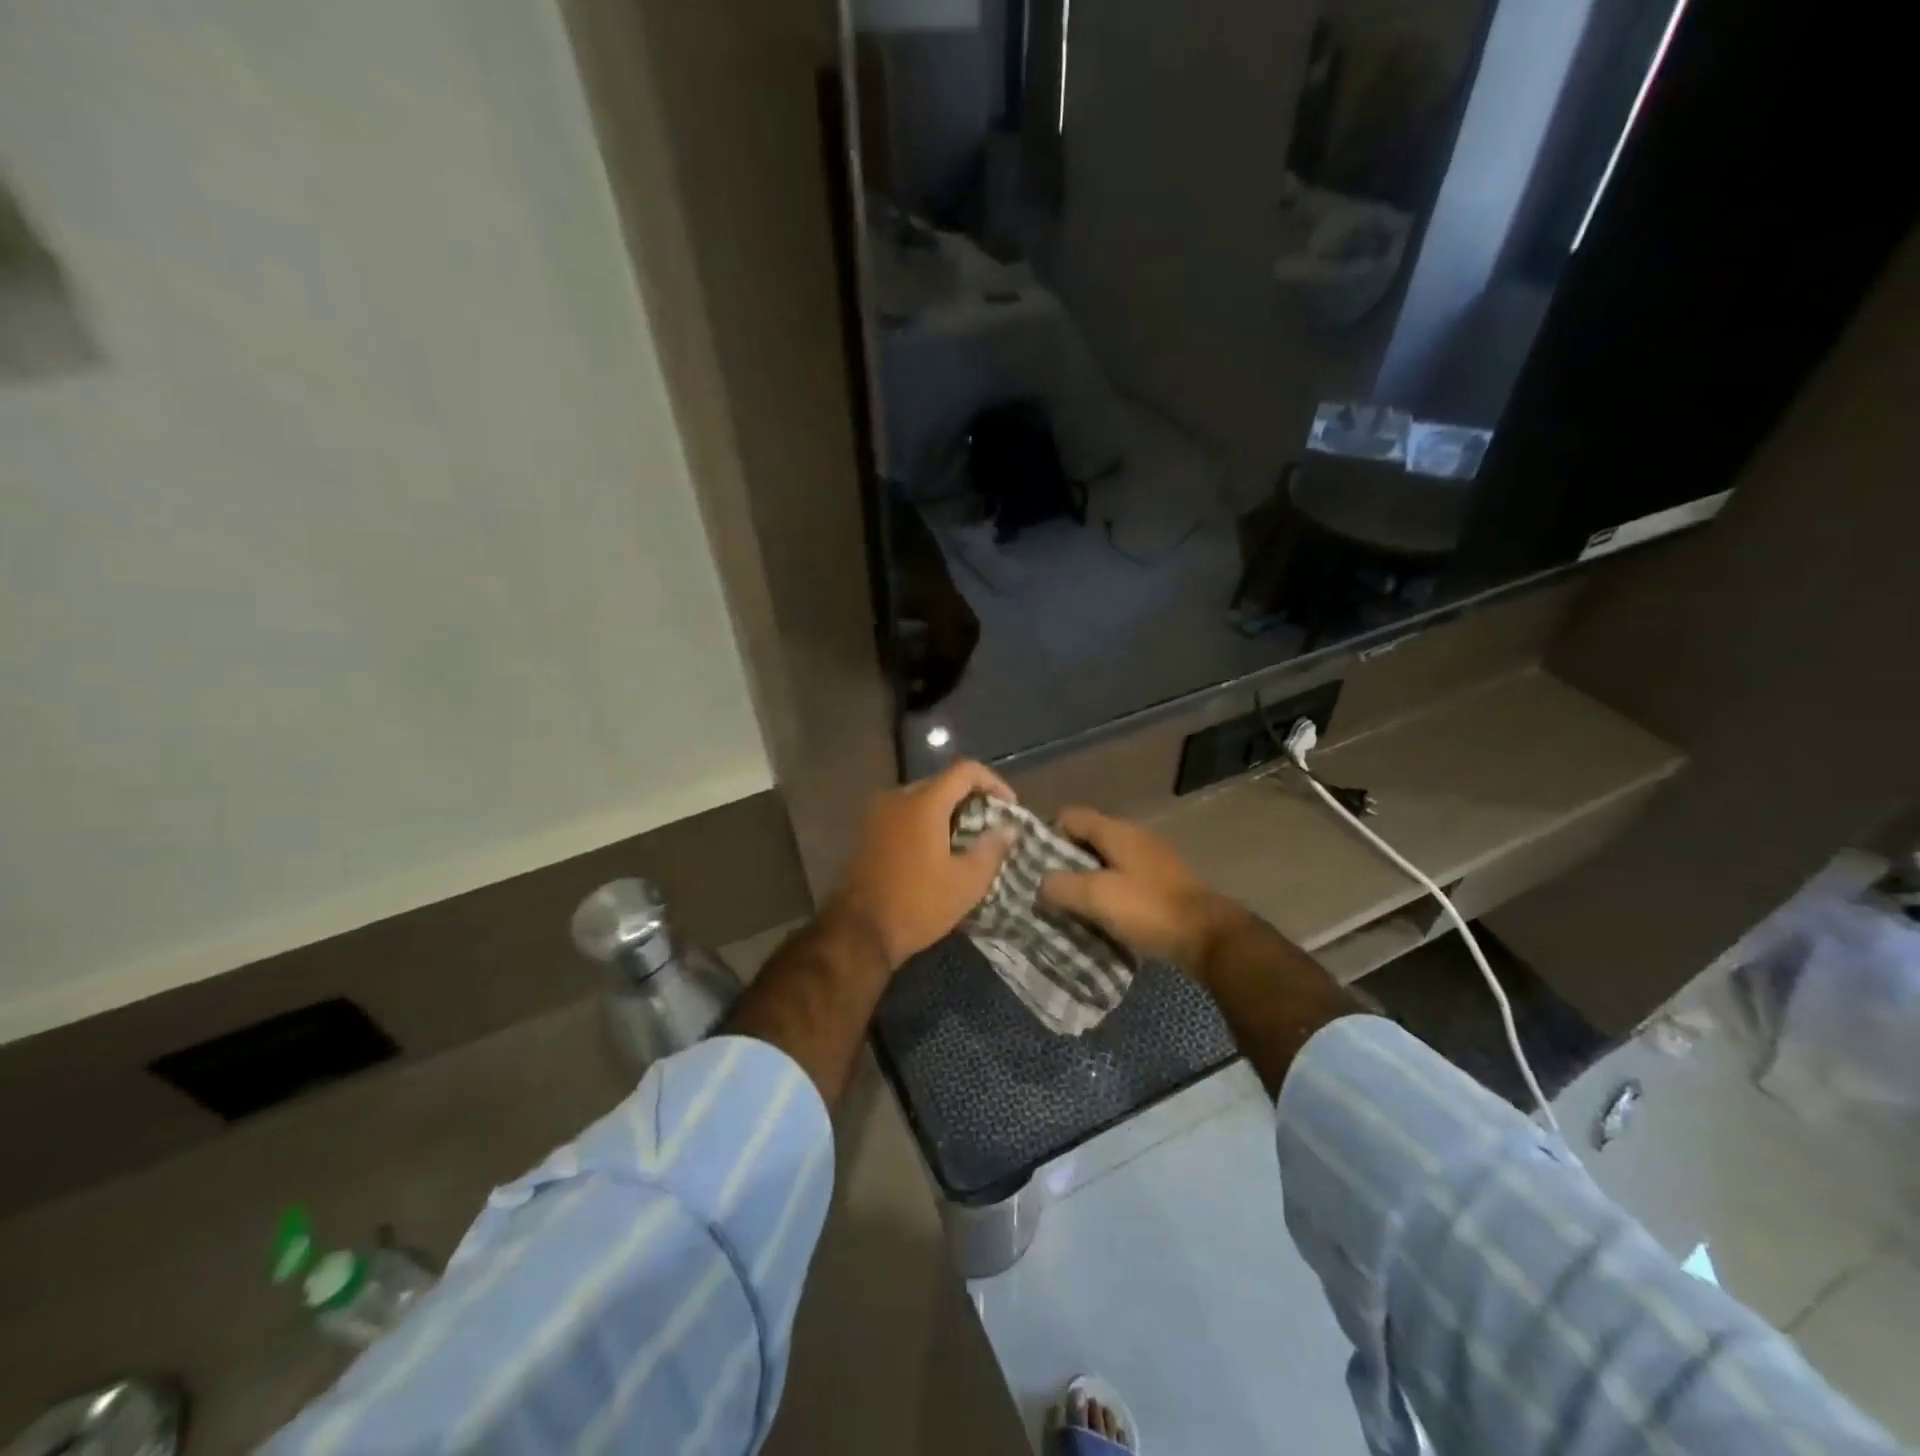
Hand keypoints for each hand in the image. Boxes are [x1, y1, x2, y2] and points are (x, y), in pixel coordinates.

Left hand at [829, 761, 1018, 968]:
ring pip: (922, 799)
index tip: (1009, 808)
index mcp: (923, 803)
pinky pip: (904, 815)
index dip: (993, 782)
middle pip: (942, 783)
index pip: (965, 771)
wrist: (858, 932)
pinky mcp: (867, 833)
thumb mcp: (966, 882)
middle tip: (991, 825)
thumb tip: (1008, 829)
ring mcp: (877, 815)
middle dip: (971, 799)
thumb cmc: (918, 904)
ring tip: (968, 840)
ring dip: (948, 812)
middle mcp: (897, 799)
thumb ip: (991, 849)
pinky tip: (938, 850)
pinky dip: (926, 823)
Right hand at [1038, 807, 1247, 973]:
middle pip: (1086, 839)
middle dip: (1064, 863)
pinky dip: (1109, 893)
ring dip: (1086, 881)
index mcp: (1115, 830)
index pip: (1068, 815)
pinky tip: (1104, 918)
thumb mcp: (1095, 897)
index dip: (1047, 836)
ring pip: (1104, 861)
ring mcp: (1150, 858)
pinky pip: (1123, 879)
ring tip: (1072, 908)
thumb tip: (1041, 884)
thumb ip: (1059, 886)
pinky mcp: (1161, 882)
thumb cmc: (1148, 909)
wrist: (1209, 936)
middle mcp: (1132, 836)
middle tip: (1050, 892)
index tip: (1036, 867)